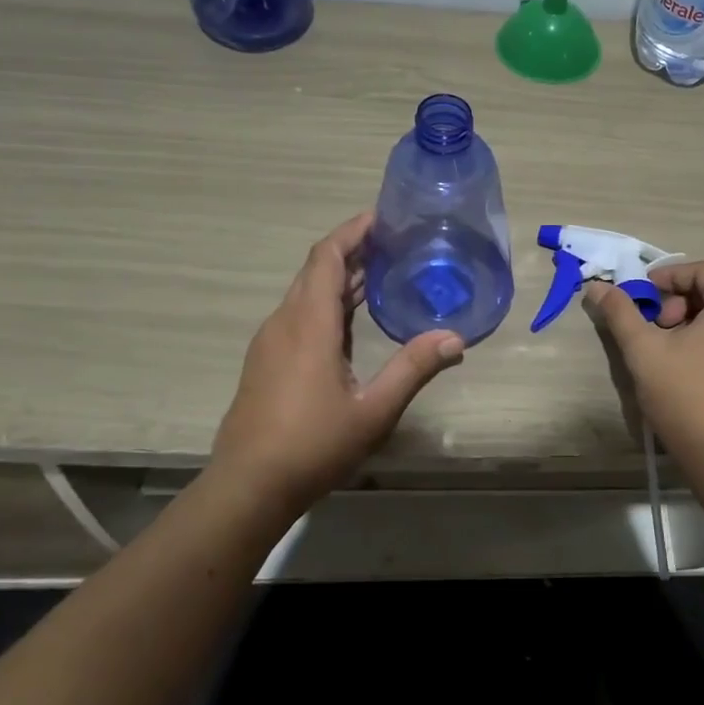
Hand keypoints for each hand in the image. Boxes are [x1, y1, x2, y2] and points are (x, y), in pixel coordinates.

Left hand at [212, 212, 463, 511]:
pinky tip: (351, 323)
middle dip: (351, 251)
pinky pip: (298, 315)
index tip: (381, 217)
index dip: (352, 232)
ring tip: (380, 275)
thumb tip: (455, 338)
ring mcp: (270, 342)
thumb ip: (413, 368)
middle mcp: (285, 322)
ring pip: (305, 294)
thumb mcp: (374, 410)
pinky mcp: (266, 361)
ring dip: (339, 279)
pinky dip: (327, 304)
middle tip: (393, 244)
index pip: (327, 258)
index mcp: (309, 324)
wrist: (248, 486)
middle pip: (315, 270)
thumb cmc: (312, 445)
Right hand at [584, 261, 703, 464]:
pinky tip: (693, 365)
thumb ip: (620, 312)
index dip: (669, 276)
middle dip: (684, 297)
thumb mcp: (643, 350)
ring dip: (699, 317)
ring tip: (672, 345)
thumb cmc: (685, 395)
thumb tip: (597, 287)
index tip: (644, 294)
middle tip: (658, 321)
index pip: (703, 270)